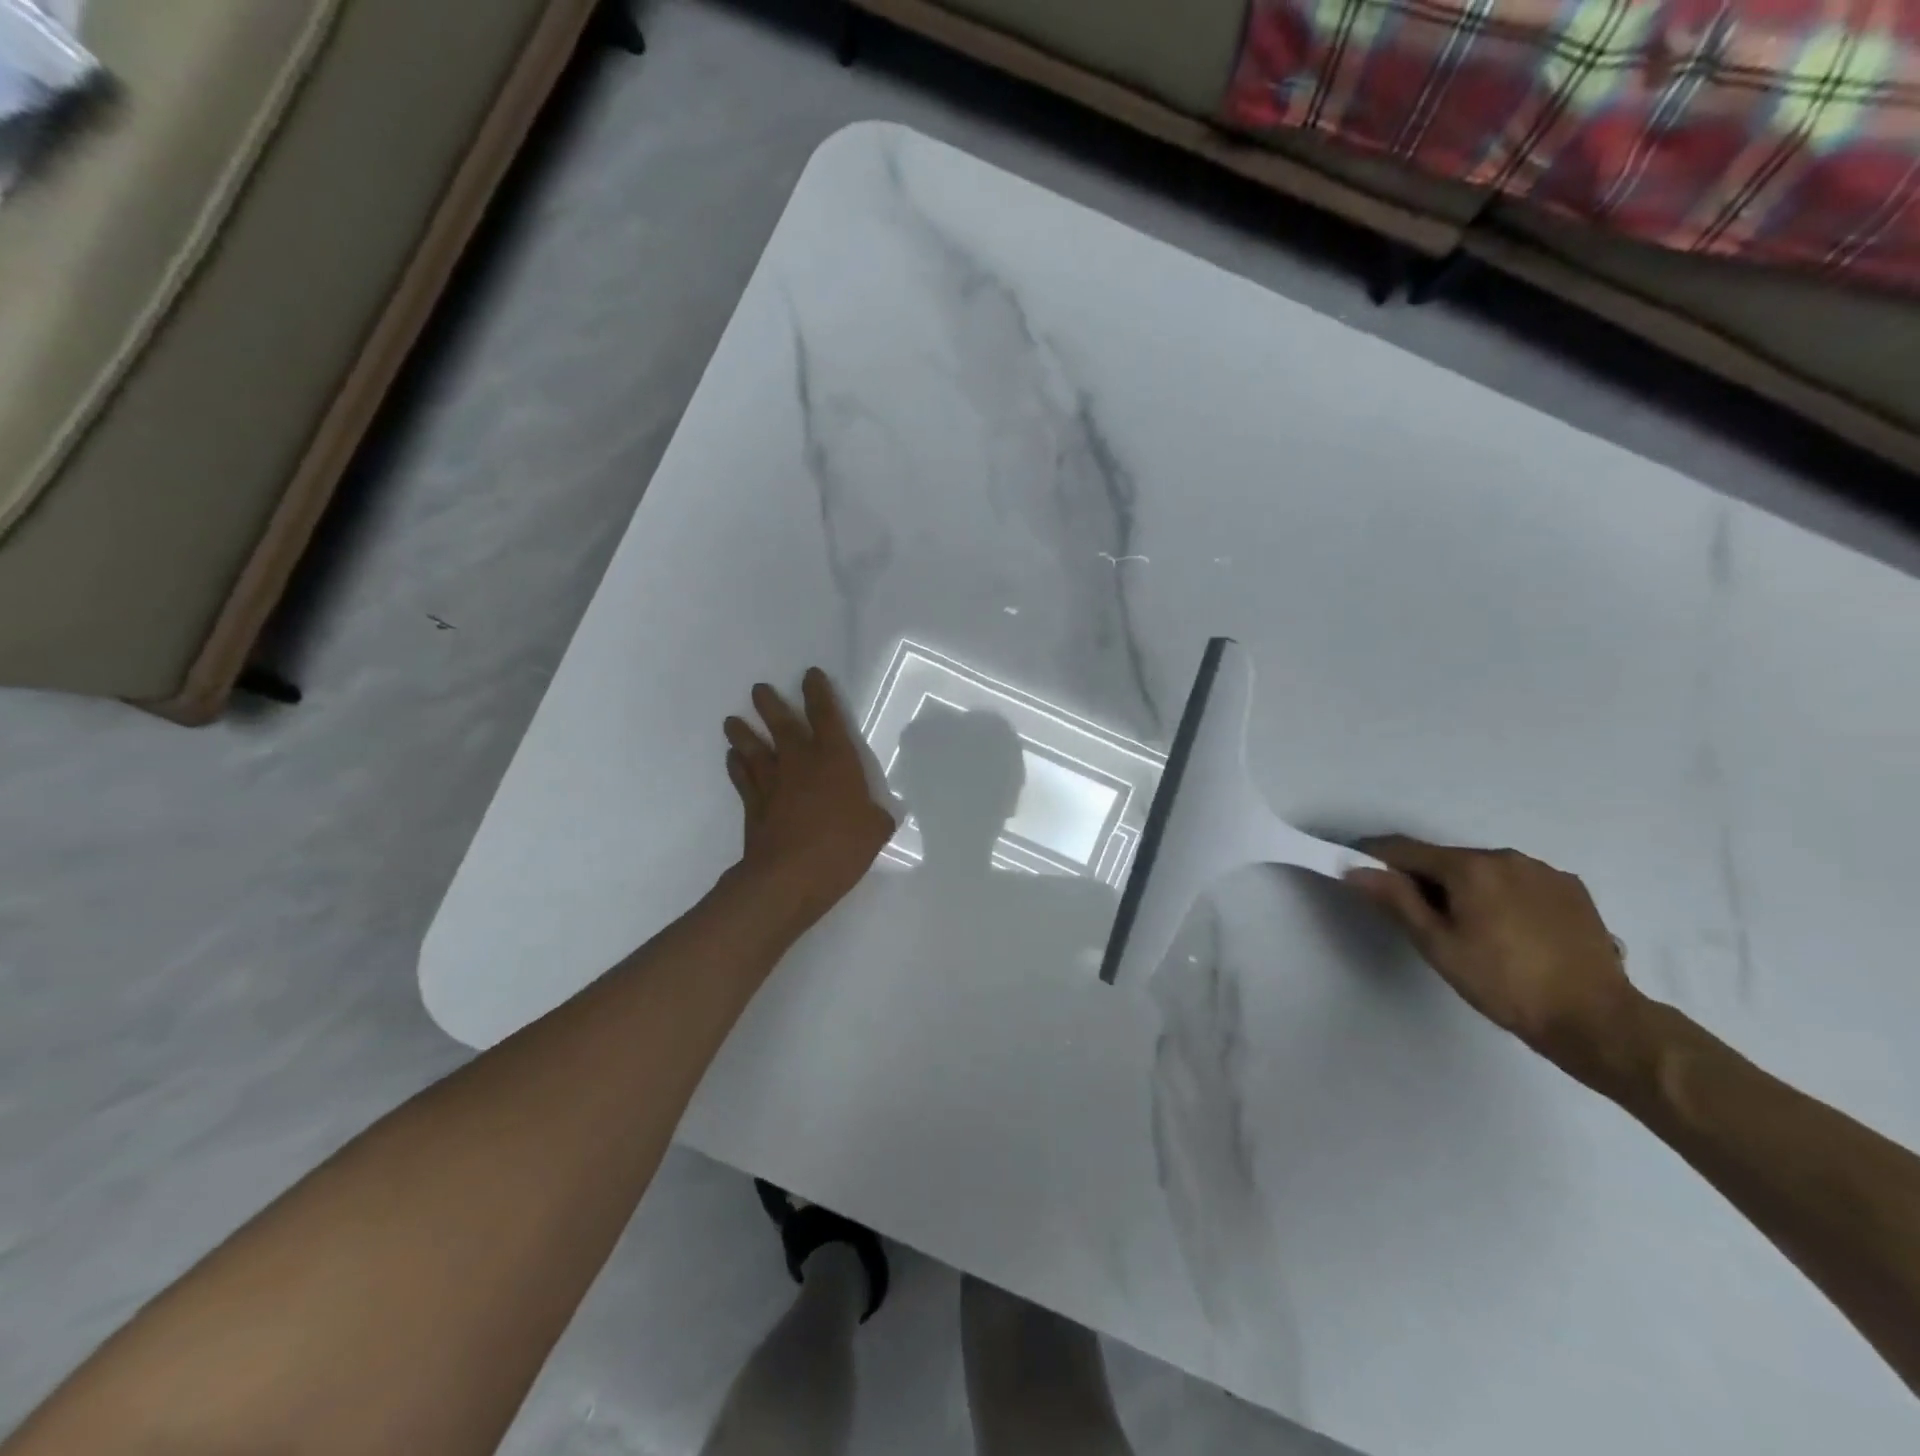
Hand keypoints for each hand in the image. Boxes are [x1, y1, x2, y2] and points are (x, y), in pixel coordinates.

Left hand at [724, 669, 897, 934]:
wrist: (789, 877)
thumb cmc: (841, 847)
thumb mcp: (875, 831)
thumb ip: (877, 819)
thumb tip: (880, 817)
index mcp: (835, 759)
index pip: (826, 716)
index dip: (818, 693)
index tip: (810, 675)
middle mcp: (800, 763)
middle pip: (782, 725)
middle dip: (770, 704)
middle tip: (758, 689)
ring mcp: (773, 784)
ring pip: (754, 749)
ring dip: (743, 733)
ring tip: (731, 721)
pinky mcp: (753, 807)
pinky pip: (742, 779)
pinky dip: (736, 767)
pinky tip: (732, 758)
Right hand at [1346, 837, 1646, 1087]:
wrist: (1597, 1020)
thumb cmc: (1504, 984)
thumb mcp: (1438, 945)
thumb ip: (1396, 900)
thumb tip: (1356, 868)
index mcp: (1470, 867)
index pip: (1405, 849)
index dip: (1374, 855)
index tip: (1353, 867)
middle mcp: (1507, 857)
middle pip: (1446, 859)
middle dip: (1423, 878)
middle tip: (1414, 915)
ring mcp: (1544, 871)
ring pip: (1484, 870)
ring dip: (1464, 887)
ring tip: (1468, 928)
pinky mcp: (1572, 890)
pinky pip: (1519, 882)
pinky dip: (1501, 896)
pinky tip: (1508, 930)